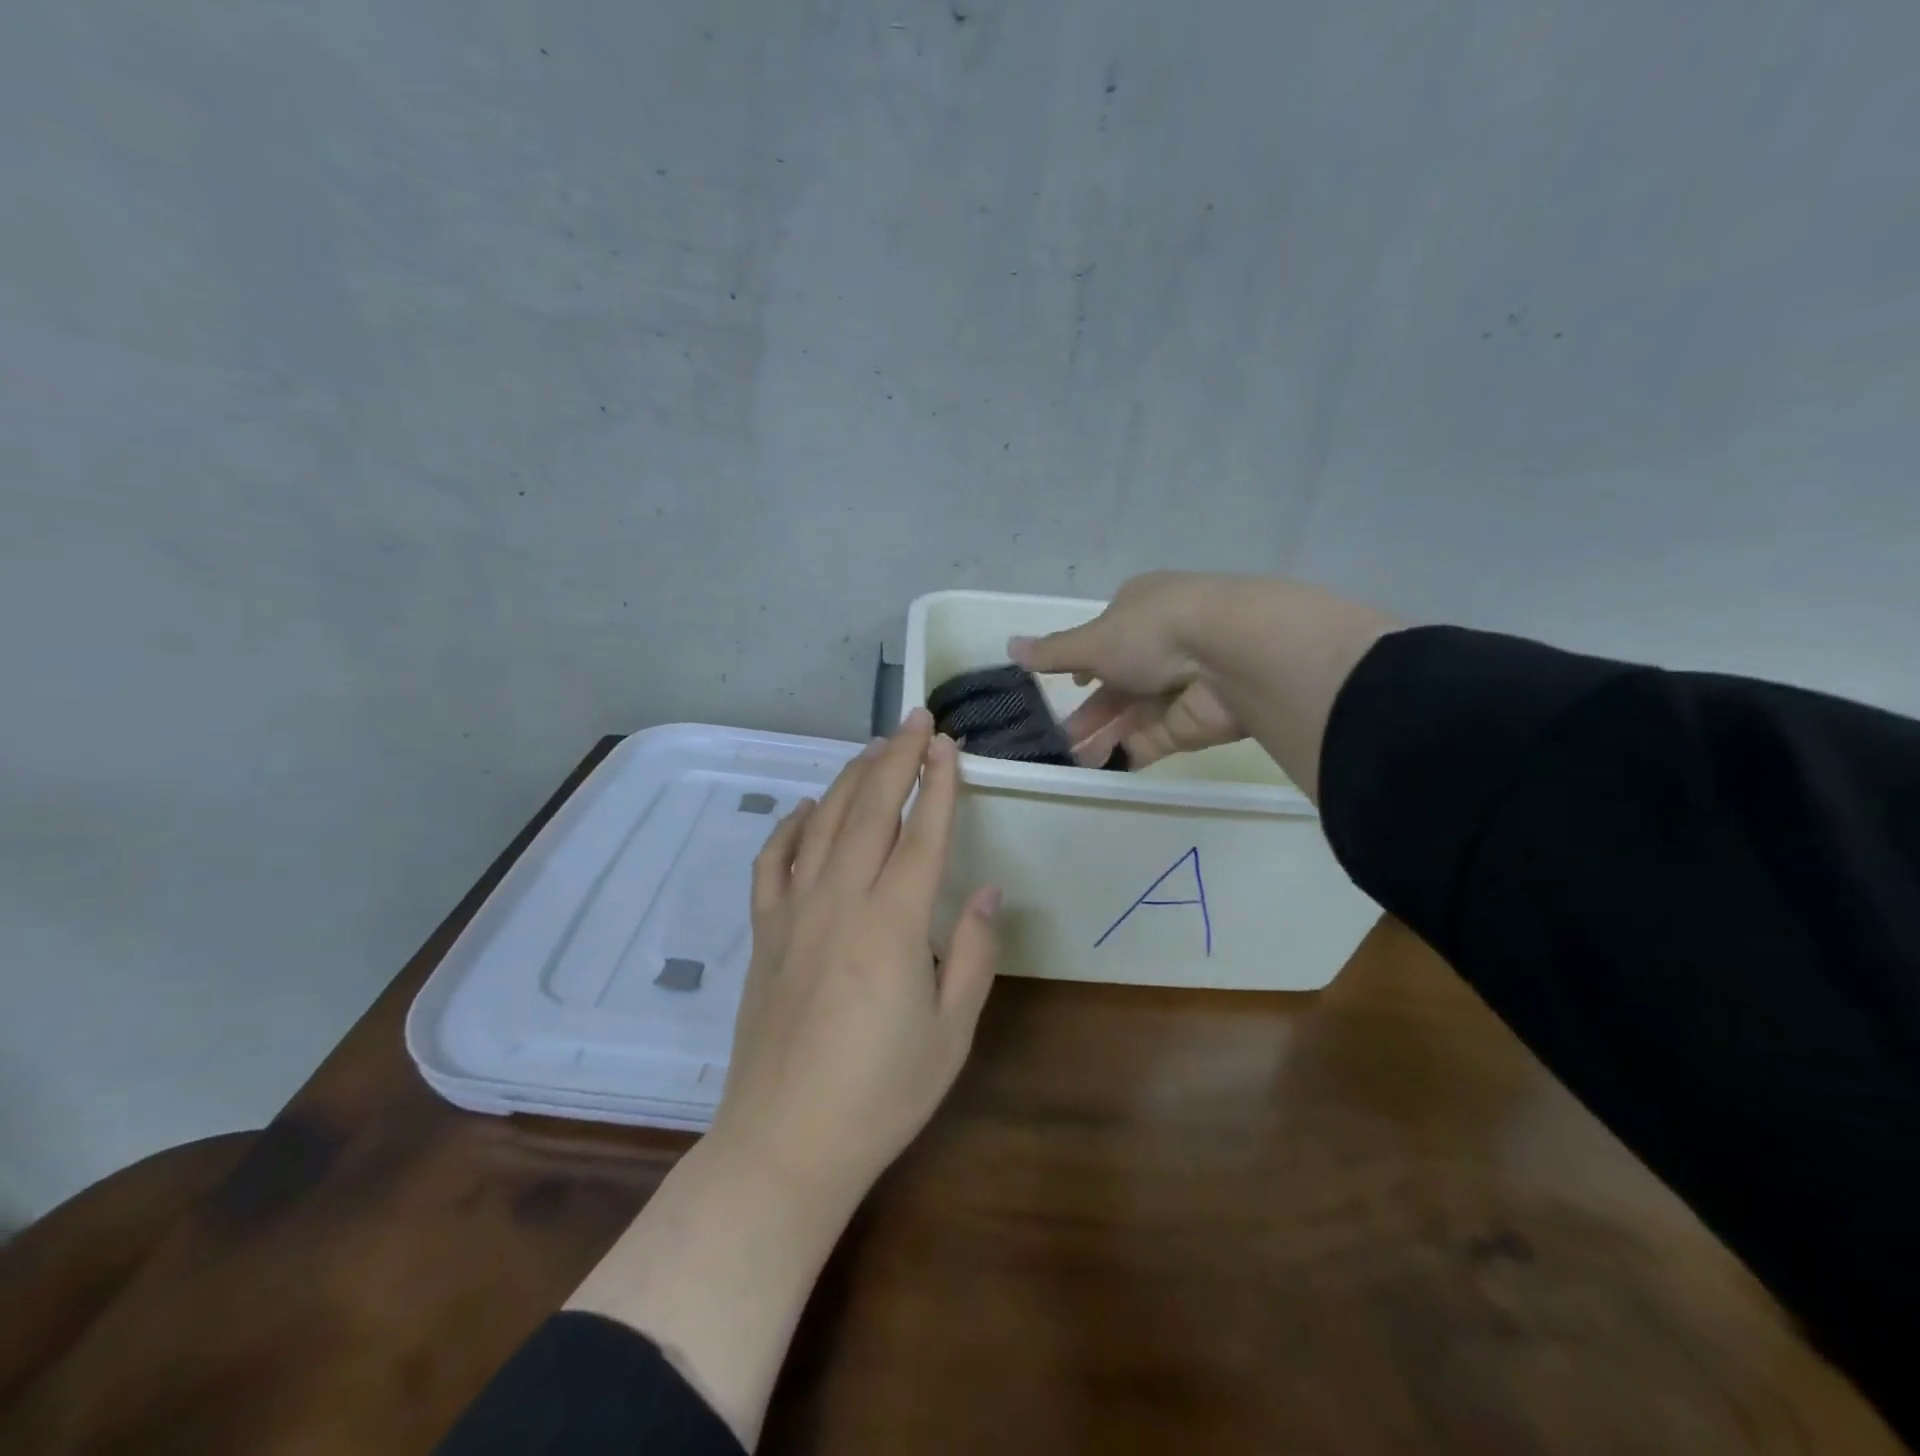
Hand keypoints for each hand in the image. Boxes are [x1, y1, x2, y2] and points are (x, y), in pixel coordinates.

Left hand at [711, 708, 1001, 1199]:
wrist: (785, 1144)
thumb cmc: (881, 1095)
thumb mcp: (951, 1031)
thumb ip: (972, 952)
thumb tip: (986, 888)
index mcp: (893, 924)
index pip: (922, 833)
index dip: (938, 784)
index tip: (949, 744)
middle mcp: (840, 901)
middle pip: (870, 811)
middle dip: (897, 758)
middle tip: (916, 720)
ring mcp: (794, 913)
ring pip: (821, 824)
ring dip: (849, 779)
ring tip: (874, 749)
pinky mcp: (763, 933)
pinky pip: (771, 863)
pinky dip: (787, 827)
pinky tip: (803, 810)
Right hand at [1010, 571, 1247, 769]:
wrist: (1231, 654)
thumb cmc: (1153, 632)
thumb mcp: (1093, 640)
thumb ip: (1054, 652)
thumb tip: (1010, 646)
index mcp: (1141, 611)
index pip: (1108, 637)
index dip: (1084, 662)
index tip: (1066, 684)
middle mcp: (1162, 645)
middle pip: (1116, 683)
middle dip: (1087, 710)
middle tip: (1055, 738)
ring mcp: (1180, 685)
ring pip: (1131, 715)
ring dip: (1100, 735)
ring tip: (1069, 760)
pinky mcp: (1192, 722)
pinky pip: (1152, 739)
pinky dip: (1126, 752)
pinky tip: (1100, 768)